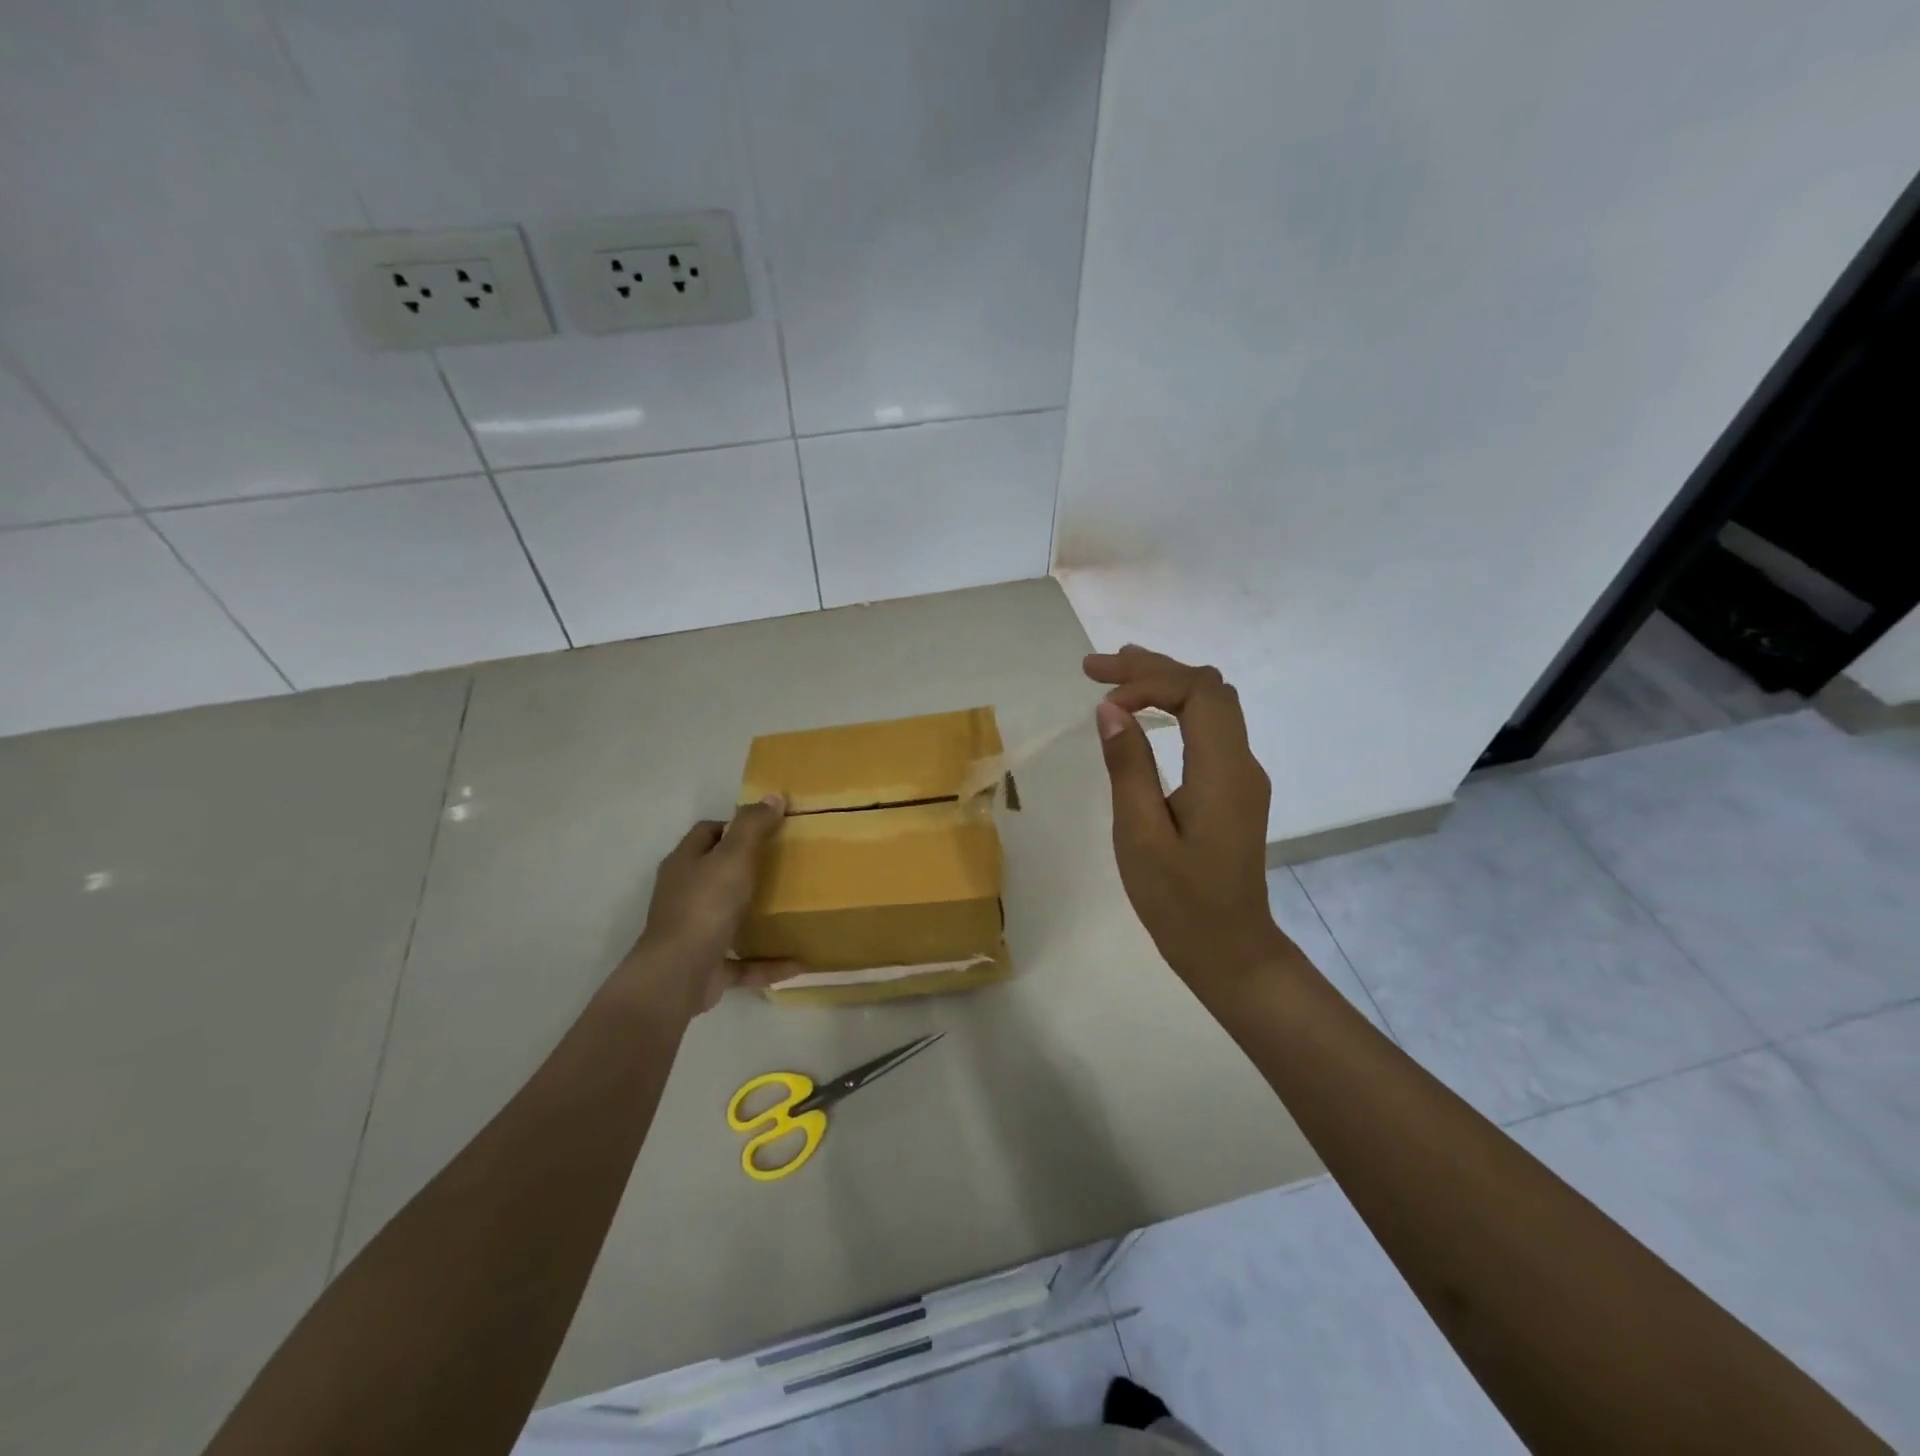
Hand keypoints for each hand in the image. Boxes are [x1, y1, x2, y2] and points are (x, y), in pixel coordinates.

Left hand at [618, 797, 801, 1013]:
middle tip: (786, 863)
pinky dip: (768, 961)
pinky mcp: (707, 966)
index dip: (735, 826)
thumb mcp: (733, 857)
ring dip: (755, 915)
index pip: (707, 832)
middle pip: (716, 872)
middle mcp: (684, 894)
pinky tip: (798, 962)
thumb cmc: (704, 907)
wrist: (677, 976)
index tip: (770, 829)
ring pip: (727, 916)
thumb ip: (753, 826)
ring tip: (791, 908)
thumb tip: (773, 796)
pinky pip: (743, 962)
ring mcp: (694, 932)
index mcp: (685, 863)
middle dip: (747, 868)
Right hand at [1085, 646, 1289, 984]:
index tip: (1101, 701)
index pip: (1196, 692)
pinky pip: (1210, 728)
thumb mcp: (1140, 835)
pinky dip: (1175, 708)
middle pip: (1207, 688)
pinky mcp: (1233, 789)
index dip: (1148, 681)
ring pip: (1212, 704)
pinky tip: (1145, 715)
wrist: (1229, 950)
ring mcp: (1242, 775)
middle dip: (1152, 669)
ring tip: (1115, 676)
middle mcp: (1242, 762)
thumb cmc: (1179, 901)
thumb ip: (1128, 768)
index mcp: (1222, 770)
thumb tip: (1110, 710)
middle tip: (1095, 667)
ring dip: (1165, 683)